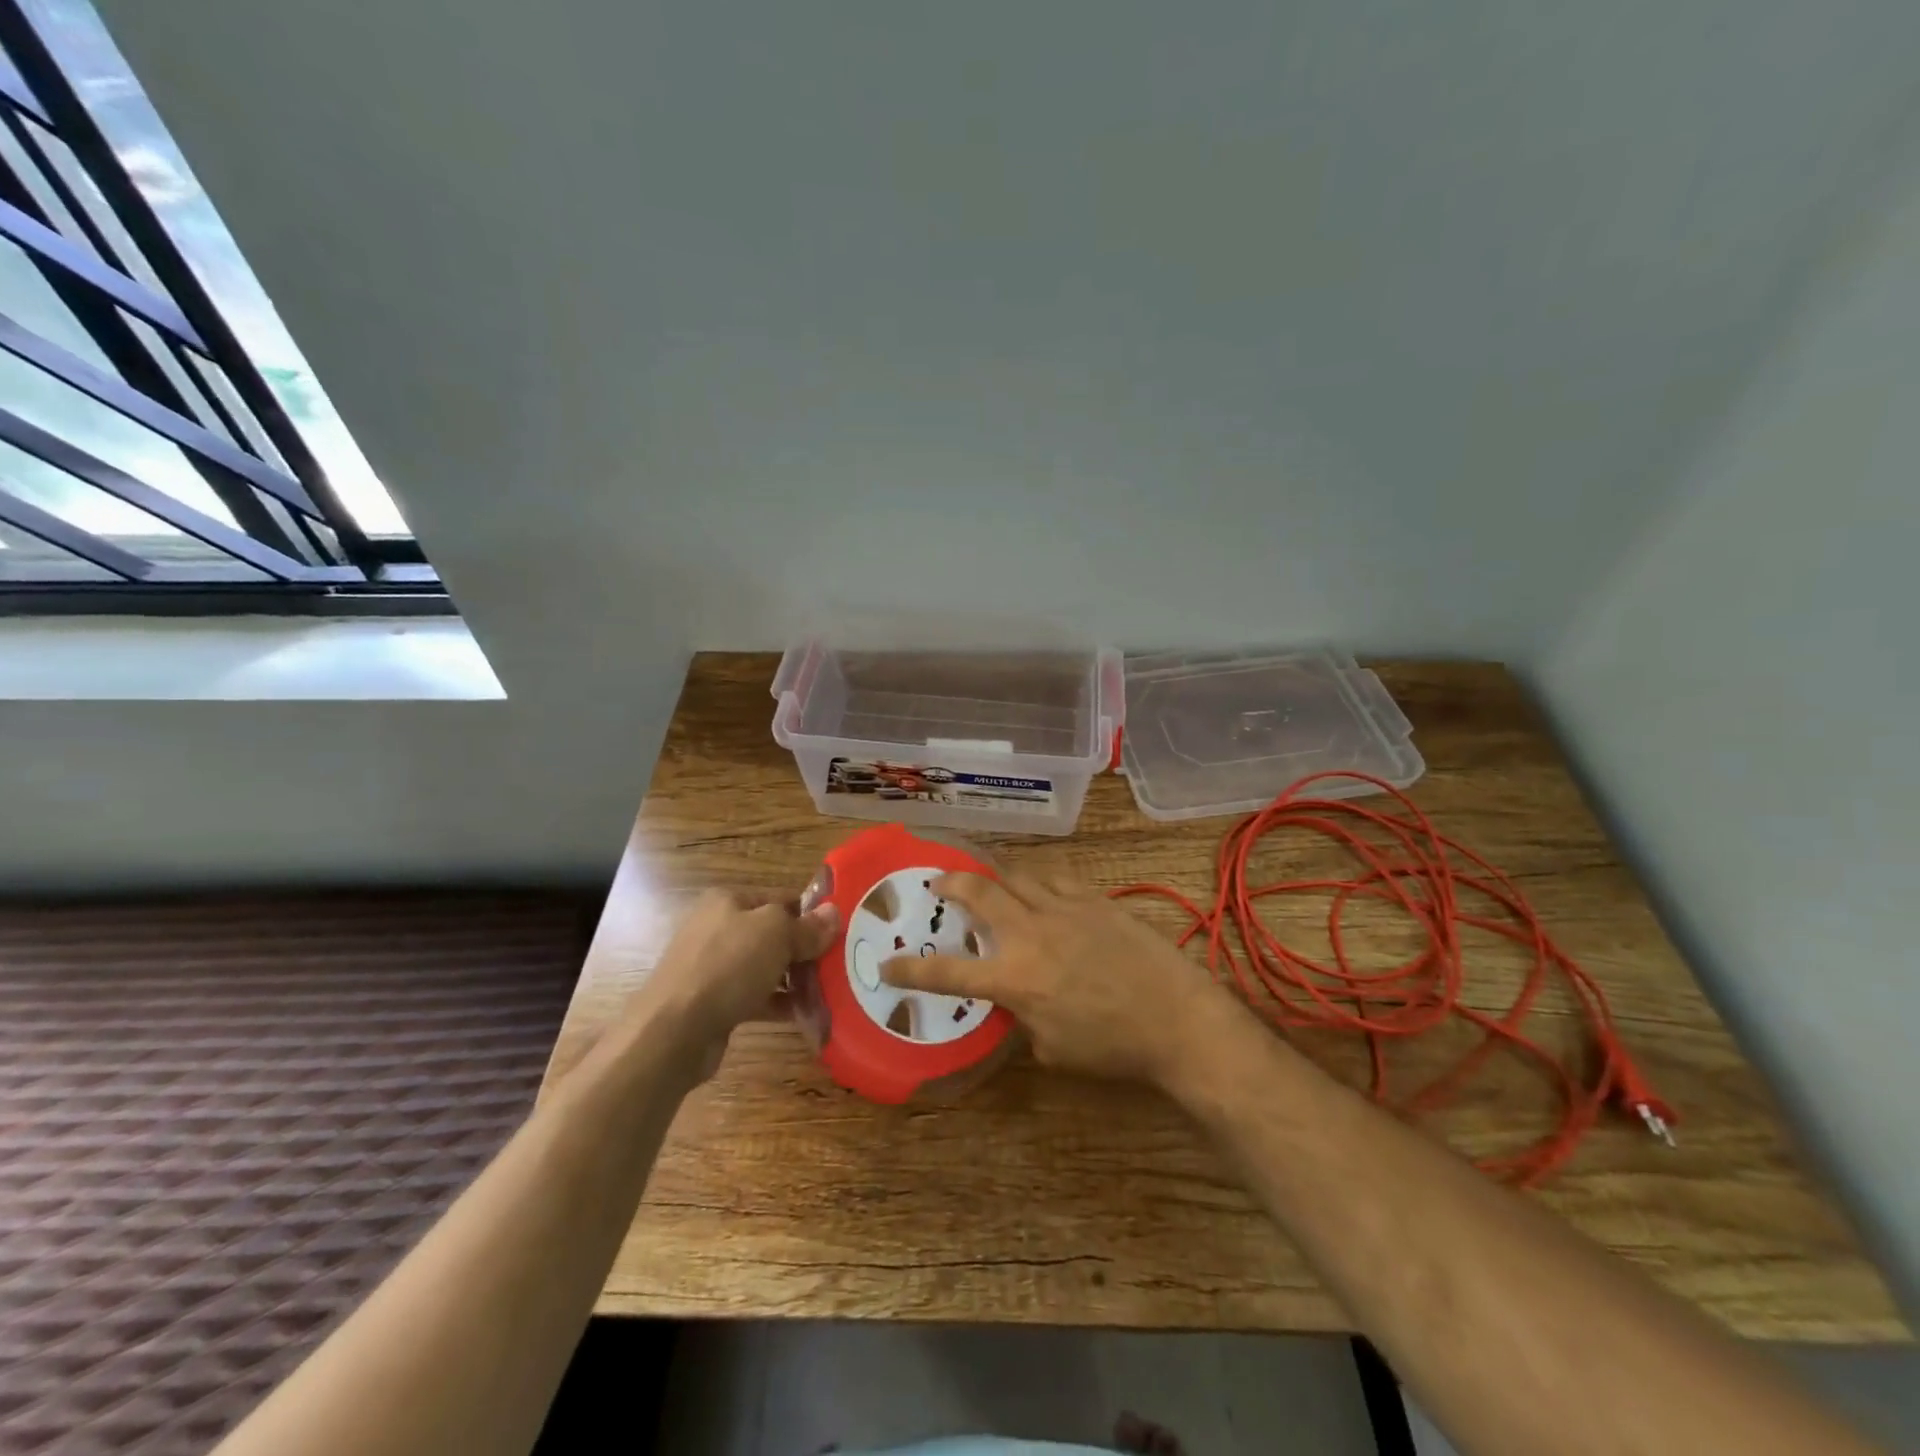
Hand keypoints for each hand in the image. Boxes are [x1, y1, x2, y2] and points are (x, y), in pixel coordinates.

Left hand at [636, 889, 838, 1076]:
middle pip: (774, 934)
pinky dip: (780, 1003)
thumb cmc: (727, 966)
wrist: (673, 1030)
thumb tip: (834, 914)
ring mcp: (714, 968)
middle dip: (805, 949)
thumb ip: (807, 926)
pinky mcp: (715, 1003)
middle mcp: (718, 928)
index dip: (811, 913)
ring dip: (796, 979)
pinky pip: (756, 997)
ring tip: (830, 990)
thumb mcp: (775, 934)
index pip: (781, 898)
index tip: (842, 931)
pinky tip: (806, 1014)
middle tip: (840, 963)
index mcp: (728, 901)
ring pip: (766, 967)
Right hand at [880, 871, 1237, 1086]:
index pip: (949, 972)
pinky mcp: (1094, 898)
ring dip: (995, 875)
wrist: (1177, 1016)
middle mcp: (1031, 934)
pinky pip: (1055, 877)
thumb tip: (1016, 1004)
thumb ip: (1024, 1020)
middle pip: (979, 892)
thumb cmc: (1114, 1045)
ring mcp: (1064, 908)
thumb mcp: (1054, 1049)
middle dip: (950, 882)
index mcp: (1016, 978)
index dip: (911, 968)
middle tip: (937, 882)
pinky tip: (1039, 886)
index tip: (886, 964)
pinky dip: (1037, 879)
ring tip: (988, 879)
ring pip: (1016, 874)